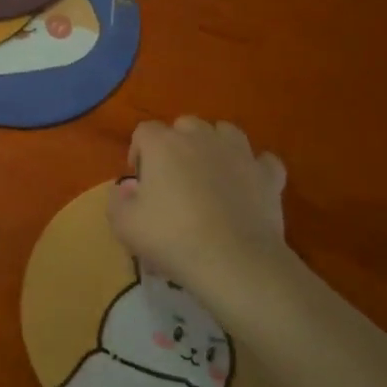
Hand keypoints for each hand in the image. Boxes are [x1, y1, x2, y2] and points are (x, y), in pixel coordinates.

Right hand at [109, 117, 289, 293]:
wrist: (234, 261)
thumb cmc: (172, 238)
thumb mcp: (124, 225)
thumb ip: (117, 200)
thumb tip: (126, 188)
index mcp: (163, 145)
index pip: (145, 131)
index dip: (139, 151)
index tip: (140, 179)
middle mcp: (201, 138)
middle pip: (185, 125)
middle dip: (177, 143)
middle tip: (173, 176)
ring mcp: (240, 154)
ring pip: (226, 132)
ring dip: (215, 146)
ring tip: (210, 172)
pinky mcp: (268, 175)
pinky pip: (262, 160)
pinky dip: (253, 169)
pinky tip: (247, 185)